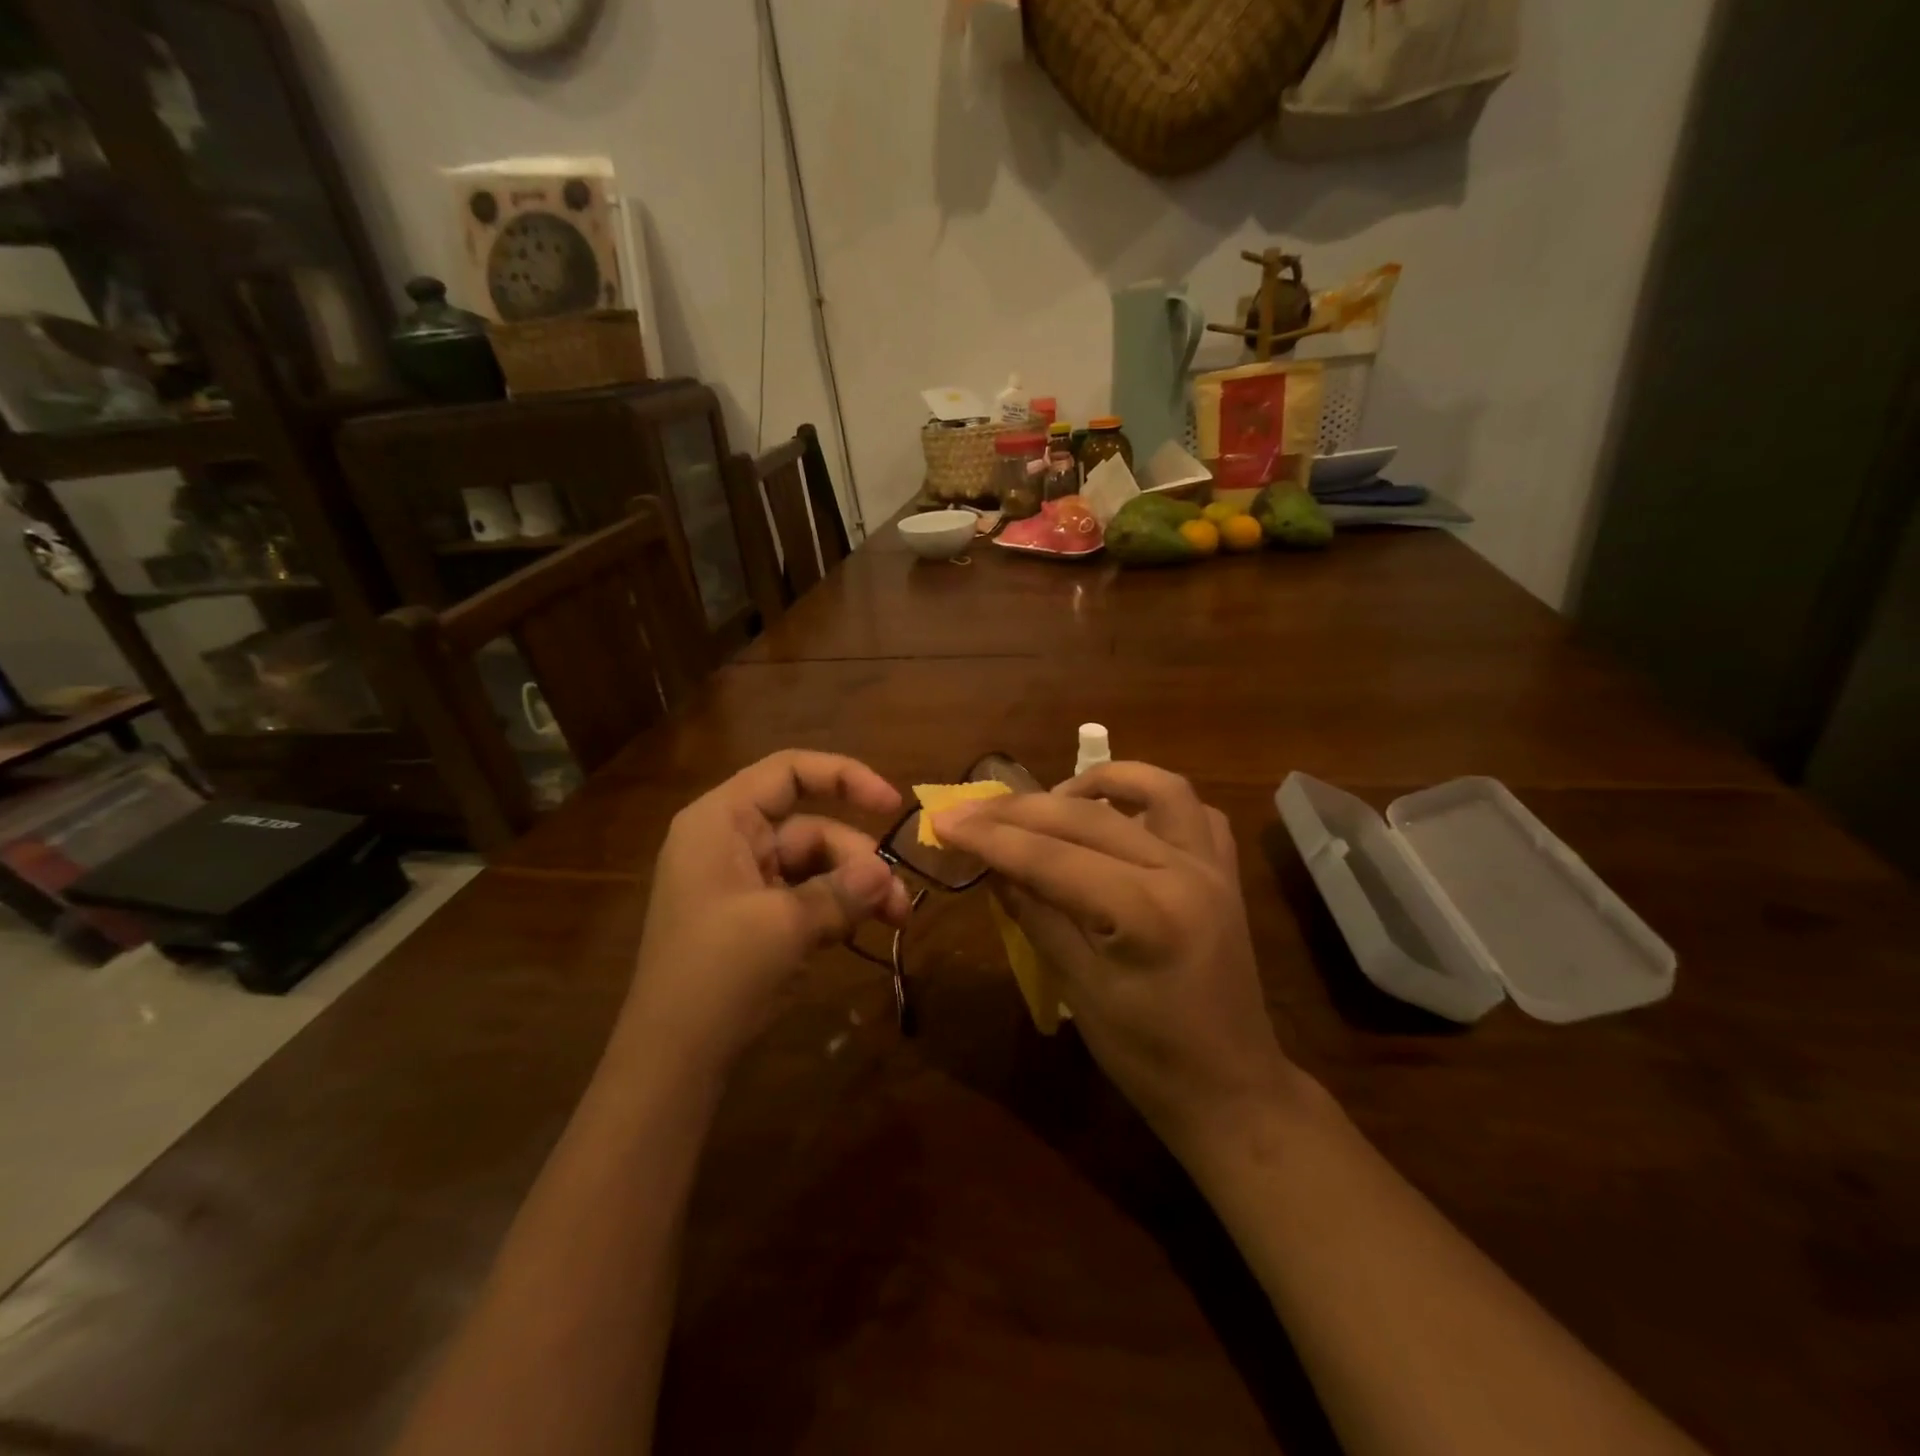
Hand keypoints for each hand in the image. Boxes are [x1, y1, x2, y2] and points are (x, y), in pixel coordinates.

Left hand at [620, 751, 911, 1079]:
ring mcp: (740, 881)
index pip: (789, 772)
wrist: (671, 1060)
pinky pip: (804, 896)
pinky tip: (860, 932)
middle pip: (810, 827)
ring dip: (855, 889)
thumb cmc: (717, 974)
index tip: (891, 804)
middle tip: (899, 902)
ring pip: (814, 865)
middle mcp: (730, 841)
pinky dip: (835, 909)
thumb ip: (842, 891)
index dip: (844, 776)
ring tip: (895, 920)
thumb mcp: (786, 926)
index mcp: (722, 821)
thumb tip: (886, 875)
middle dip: (859, 859)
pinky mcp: (752, 917)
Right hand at [933, 763, 1295, 1153]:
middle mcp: (1184, 872)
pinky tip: (1119, 816)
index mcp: (1146, 913)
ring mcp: (1212, 866)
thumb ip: (1035, 915)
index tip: (944, 819)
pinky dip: (1152, 800)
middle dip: (1022, 809)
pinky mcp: (1225, 872)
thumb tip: (990, 865)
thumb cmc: (1147, 1056)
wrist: (1232, 1089)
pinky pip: (1194, 811)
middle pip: (1089, 817)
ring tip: (1054, 796)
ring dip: (1100, 780)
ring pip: (1157, 787)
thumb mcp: (1078, 988)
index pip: (1051, 858)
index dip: (991, 837)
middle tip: (971, 807)